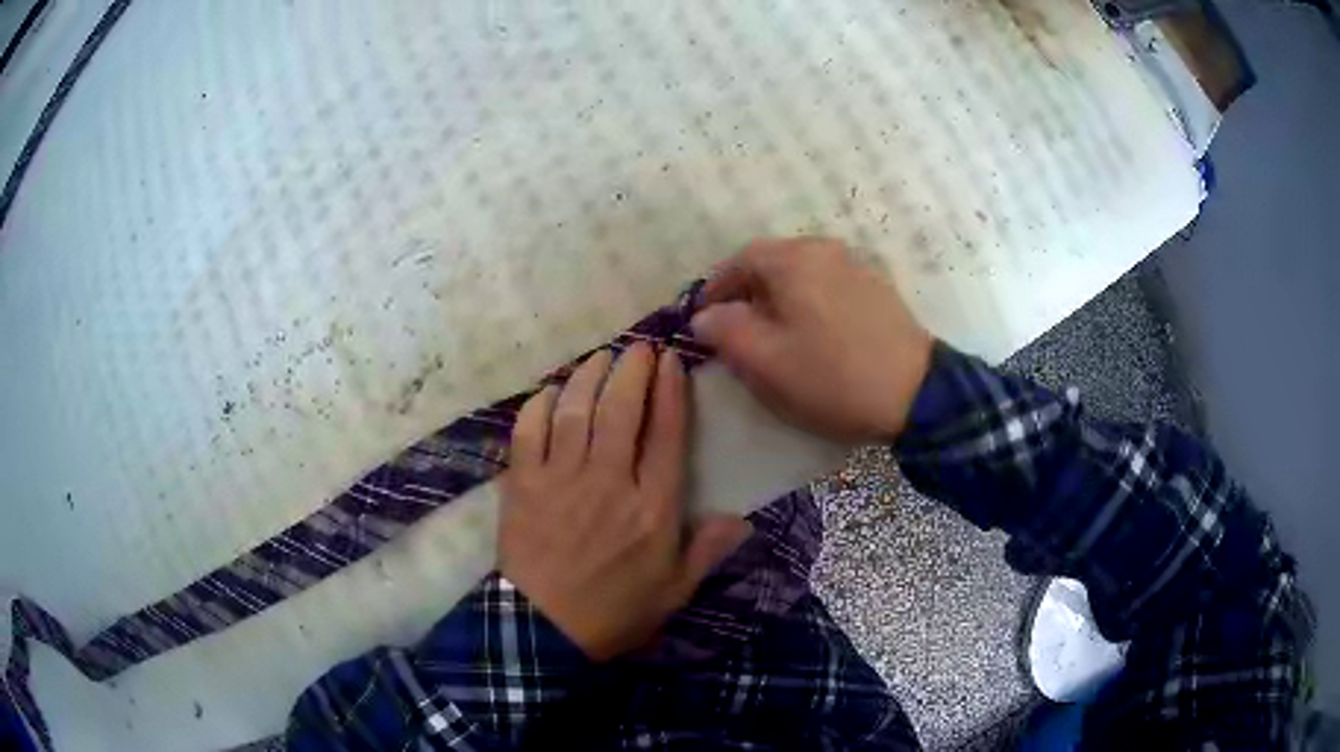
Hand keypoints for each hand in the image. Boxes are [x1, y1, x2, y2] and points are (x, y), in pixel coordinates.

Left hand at [499, 344, 751, 661]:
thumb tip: (741, 519)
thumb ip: (706, 551)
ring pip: (576, 410)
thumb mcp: (674, 591)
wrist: (544, 630)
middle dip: (632, 369)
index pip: (666, 433)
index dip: (670, 390)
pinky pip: (528, 430)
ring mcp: (561, 478)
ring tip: (601, 356)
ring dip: (590, 375)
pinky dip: (539, 405)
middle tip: (638, 346)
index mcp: (653, 506)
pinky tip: (551, 391)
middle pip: (621, 409)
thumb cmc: (614, 612)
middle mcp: (609, 480)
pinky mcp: (524, 483)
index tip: (671, 360)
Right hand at [690, 237, 932, 440]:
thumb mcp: (765, 361)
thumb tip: (705, 316)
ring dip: (779, 300)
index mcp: (793, 259)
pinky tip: (814, 336)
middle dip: (747, 294)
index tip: (702, 321)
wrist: (915, 394)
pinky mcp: (877, 289)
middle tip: (735, 331)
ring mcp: (856, 266)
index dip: (715, 290)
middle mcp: (824, 250)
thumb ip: (724, 331)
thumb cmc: (831, 376)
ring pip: (802, 275)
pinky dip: (809, 304)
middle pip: (772, 263)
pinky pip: (829, 287)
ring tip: (774, 337)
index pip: (739, 261)